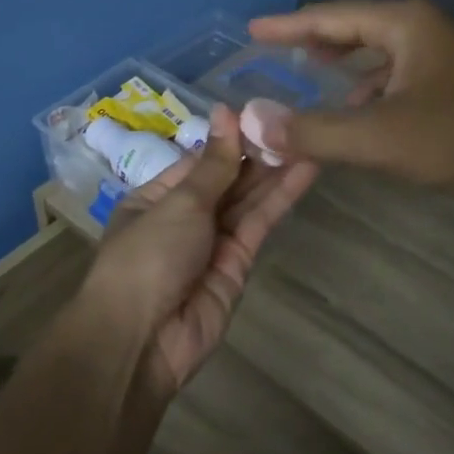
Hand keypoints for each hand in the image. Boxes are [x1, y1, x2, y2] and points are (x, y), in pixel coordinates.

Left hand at [75, 105, 317, 392]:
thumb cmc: (147, 257)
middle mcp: (184, 217)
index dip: (230, 138)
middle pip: (227, 180)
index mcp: (156, 197)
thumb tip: (225, 112)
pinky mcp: (238, 265)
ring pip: (248, 201)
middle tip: (298, 122)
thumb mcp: (179, 202)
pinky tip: (305, 170)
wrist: (142, 340)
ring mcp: (212, 243)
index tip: (263, 112)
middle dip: (258, 153)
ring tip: (311, 137)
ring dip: (276, 172)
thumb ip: (213, 164)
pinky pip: (259, 225)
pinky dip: (281, 199)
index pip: (200, 161)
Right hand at [248, 0, 453, 202]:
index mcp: (405, 24)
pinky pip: (400, 77)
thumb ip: (314, 131)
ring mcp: (447, 56)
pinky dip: (371, 91)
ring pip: (380, 55)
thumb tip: (253, 121)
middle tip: (277, 52)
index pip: (331, 17)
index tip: (252, 29)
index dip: (288, 25)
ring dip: (344, 69)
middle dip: (315, 42)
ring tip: (311, 80)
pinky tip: (361, 115)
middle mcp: (425, 29)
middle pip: (356, 28)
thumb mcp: (382, 139)